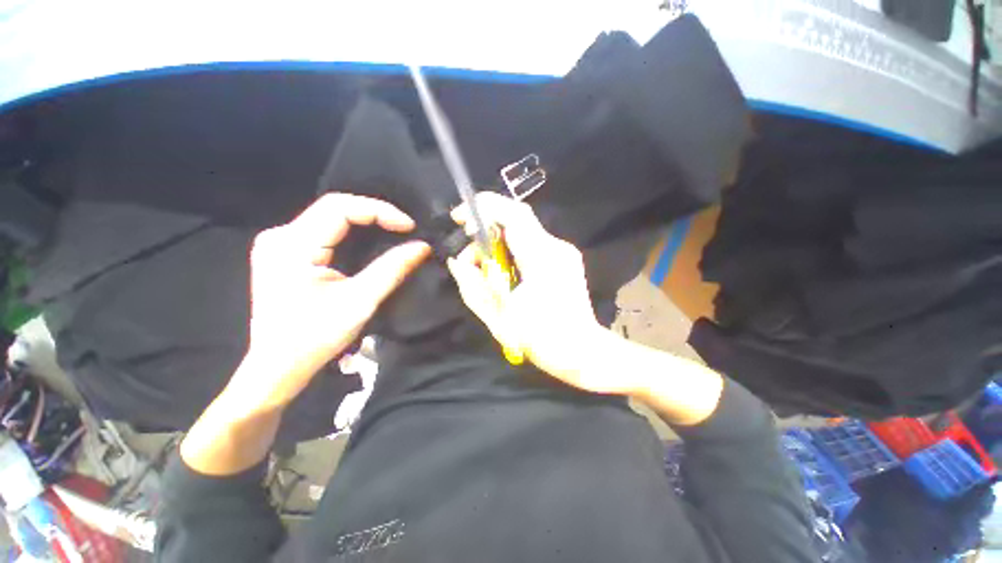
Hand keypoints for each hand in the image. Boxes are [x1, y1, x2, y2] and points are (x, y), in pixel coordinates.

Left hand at [236, 193, 430, 409]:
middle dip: (374, 214)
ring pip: (329, 218)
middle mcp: (280, 237)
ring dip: (364, 222)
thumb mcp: (360, 301)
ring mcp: (279, 244)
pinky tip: (370, 240)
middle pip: (333, 208)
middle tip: (405, 228)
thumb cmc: (315, 338)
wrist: (277, 368)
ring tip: (394, 231)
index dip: (379, 210)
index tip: (410, 227)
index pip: (339, 207)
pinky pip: (323, 231)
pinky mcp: (284, 254)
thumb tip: (423, 246)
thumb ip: (392, 269)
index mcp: (291, 245)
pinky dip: (352, 232)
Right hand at [447, 192, 627, 393]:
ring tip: (484, 270)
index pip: (514, 214)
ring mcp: (563, 252)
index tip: (459, 218)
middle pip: (517, 219)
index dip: (484, 207)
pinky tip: (504, 272)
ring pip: (523, 231)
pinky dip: (511, 250)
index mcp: (542, 259)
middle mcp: (556, 247)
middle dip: (486, 229)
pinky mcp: (564, 258)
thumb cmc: (541, 340)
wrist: (581, 352)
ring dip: (497, 243)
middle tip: (470, 255)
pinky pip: (531, 243)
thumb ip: (472, 285)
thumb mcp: (498, 317)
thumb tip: (457, 262)